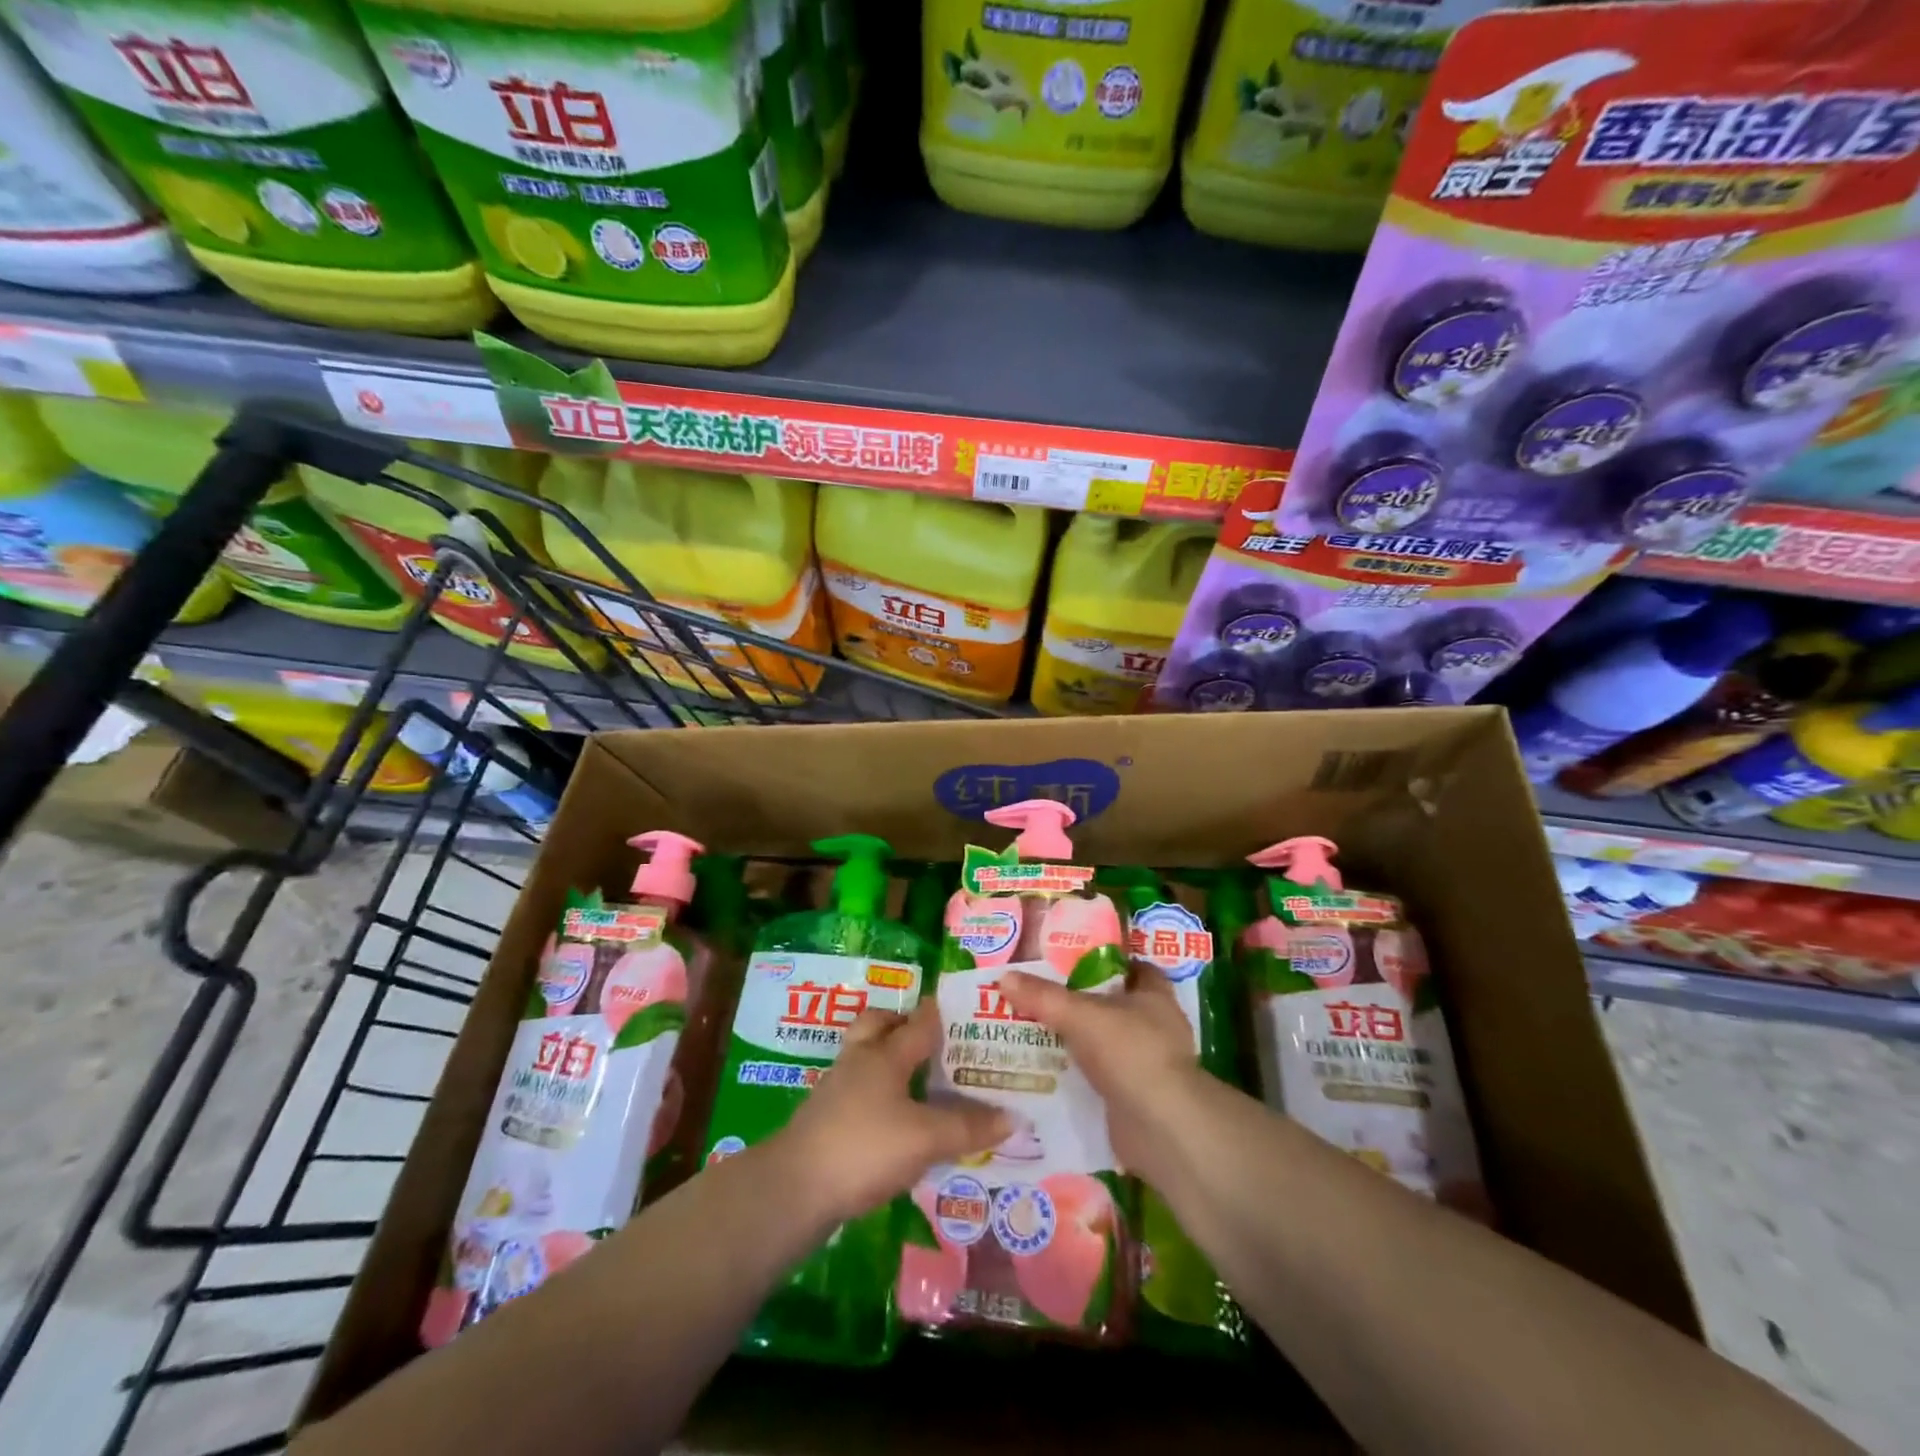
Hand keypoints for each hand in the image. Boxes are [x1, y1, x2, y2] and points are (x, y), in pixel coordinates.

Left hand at [774, 1000, 1011, 1222]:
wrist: (794, 1189)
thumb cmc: (865, 1148)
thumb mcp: (925, 1139)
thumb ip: (968, 1128)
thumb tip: (1014, 1117)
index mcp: (885, 1054)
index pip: (920, 1022)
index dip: (943, 1014)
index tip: (968, 1011)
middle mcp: (860, 1060)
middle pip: (879, 1025)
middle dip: (902, 1024)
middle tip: (933, 1040)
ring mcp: (837, 1088)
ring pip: (865, 1056)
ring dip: (889, 1059)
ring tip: (919, 1078)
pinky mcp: (825, 1118)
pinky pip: (858, 1089)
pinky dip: (878, 1093)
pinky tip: (895, 1117)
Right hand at [999, 965, 1206, 1181]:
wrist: (1161, 1128)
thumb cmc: (1131, 1053)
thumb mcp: (1080, 1016)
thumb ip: (1043, 997)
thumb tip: (1005, 977)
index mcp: (1154, 996)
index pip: (1134, 968)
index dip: (1107, 963)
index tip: (1073, 961)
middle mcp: (1156, 1027)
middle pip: (1116, 1006)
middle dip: (1083, 1003)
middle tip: (1043, 997)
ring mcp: (1148, 1065)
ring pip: (1107, 1043)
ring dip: (1080, 1042)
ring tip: (1036, 1033)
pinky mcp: (1136, 1097)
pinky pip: (1102, 1078)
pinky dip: (1081, 1076)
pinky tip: (1049, 1073)